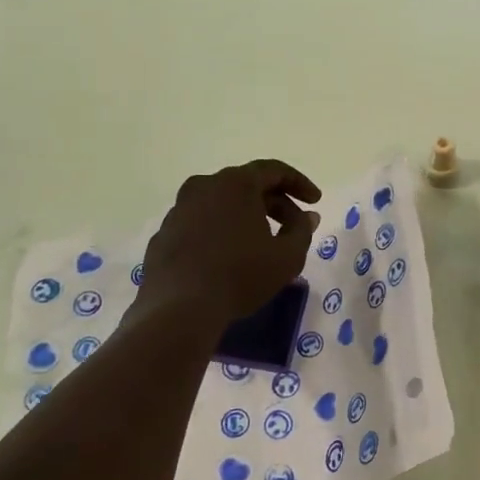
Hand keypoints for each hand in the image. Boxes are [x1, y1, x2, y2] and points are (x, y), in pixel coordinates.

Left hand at [137, 160, 321, 328]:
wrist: (179, 308)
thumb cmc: (241, 275)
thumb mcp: (287, 256)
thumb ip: (302, 230)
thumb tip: (307, 216)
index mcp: (235, 183)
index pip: (274, 170)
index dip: (299, 183)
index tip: (315, 201)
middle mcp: (204, 186)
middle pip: (247, 185)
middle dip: (275, 203)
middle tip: (294, 226)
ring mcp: (179, 209)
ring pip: (221, 204)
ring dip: (246, 217)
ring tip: (261, 243)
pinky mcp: (164, 233)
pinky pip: (200, 224)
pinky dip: (220, 232)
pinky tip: (228, 258)